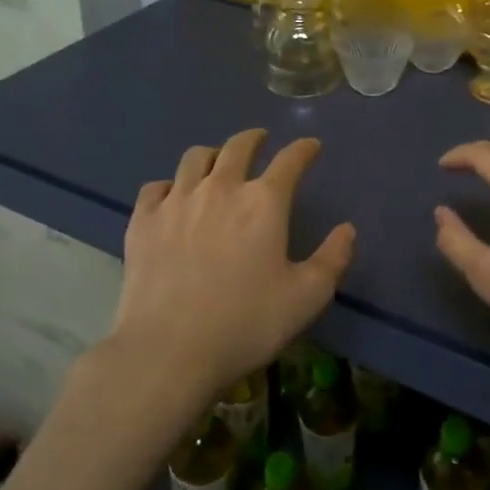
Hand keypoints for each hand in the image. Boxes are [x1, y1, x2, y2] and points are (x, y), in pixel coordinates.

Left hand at [115, 128, 355, 396]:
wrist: (167, 351)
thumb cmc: (245, 325)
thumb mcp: (306, 298)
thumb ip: (333, 259)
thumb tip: (347, 229)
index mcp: (264, 202)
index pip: (290, 160)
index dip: (304, 149)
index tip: (311, 146)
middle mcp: (221, 188)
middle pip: (238, 146)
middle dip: (254, 138)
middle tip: (260, 140)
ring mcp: (177, 201)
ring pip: (195, 157)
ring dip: (212, 154)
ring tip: (217, 163)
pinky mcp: (143, 221)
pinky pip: (156, 187)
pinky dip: (170, 185)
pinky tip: (173, 197)